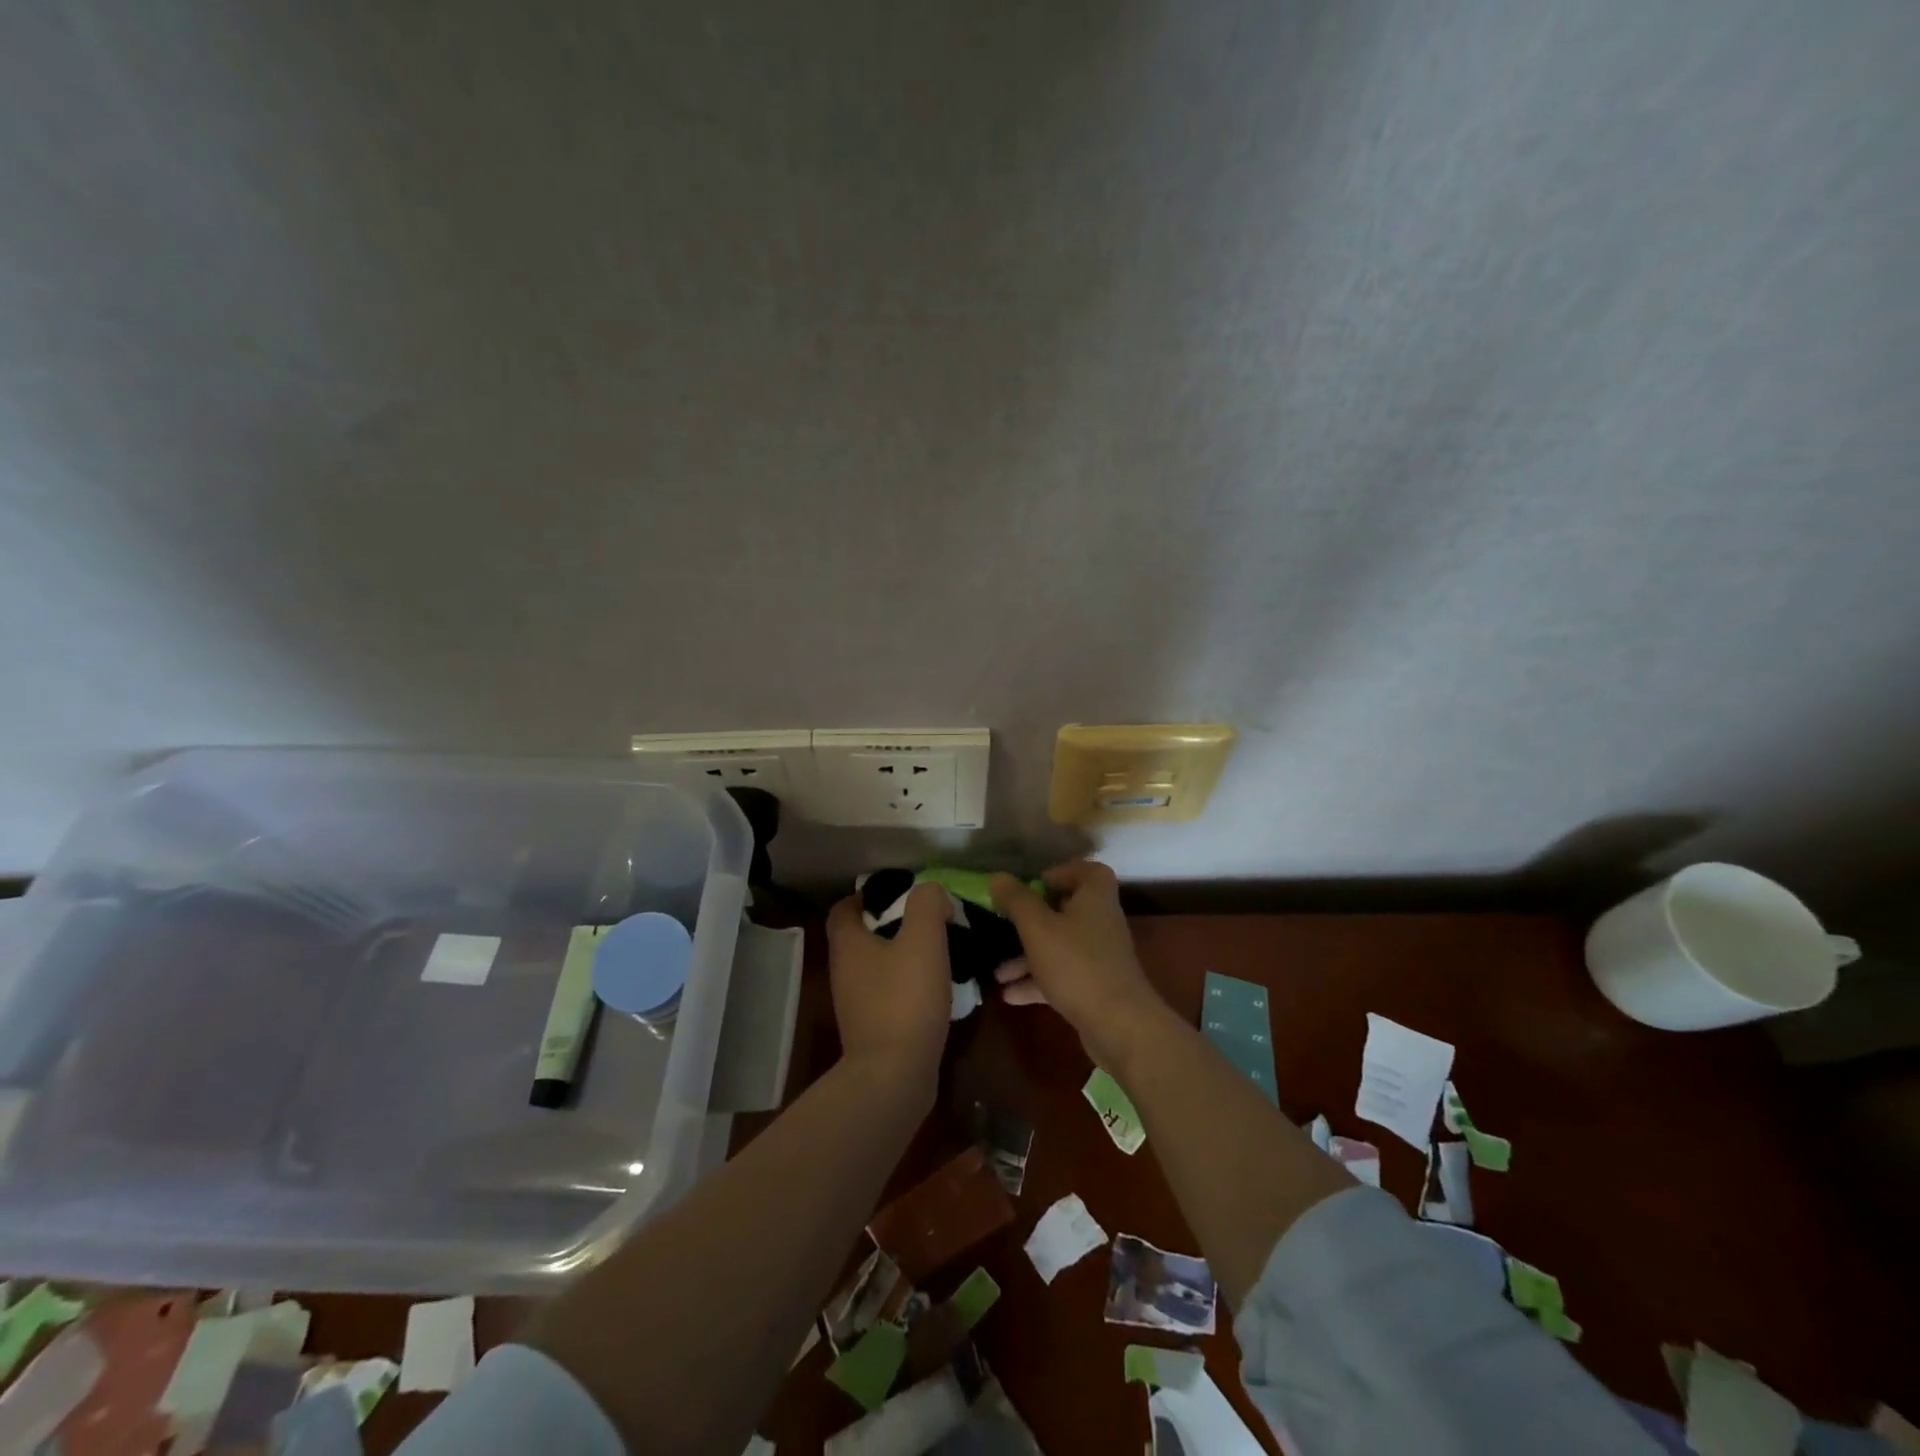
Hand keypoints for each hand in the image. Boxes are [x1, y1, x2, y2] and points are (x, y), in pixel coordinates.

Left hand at [826, 883, 952, 1090]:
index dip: (866, 895)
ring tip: (938, 952)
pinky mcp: (872, 1030)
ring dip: (902, 956)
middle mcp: (844, 972)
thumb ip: (927, 904)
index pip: (843, 908)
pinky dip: (907, 986)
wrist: (895, 1076)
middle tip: (927, 920)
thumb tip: (931, 893)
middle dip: (891, 924)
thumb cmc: (905, 999)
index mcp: (848, 945)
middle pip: (861, 936)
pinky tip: (935, 989)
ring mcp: (855, 1004)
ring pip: (876, 966)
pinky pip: (888, 994)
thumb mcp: (923, 939)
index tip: (899, 893)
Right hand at [989, 861, 1168, 1067]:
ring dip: (1028, 956)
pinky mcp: (1095, 986)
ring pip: (1059, 946)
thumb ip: (1016, 900)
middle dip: (1031, 920)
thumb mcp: (1038, 927)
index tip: (1031, 886)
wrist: (1119, 1025)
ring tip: (997, 972)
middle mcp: (1101, 921)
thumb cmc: (1076, 964)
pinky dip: (1037, 981)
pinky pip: (1062, 974)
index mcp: (1095, 897)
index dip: (1058, 873)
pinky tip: (1010, 995)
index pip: (1084, 871)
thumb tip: (997, 877)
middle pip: (1066, 910)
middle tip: (1006, 925)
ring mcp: (1099, 956)